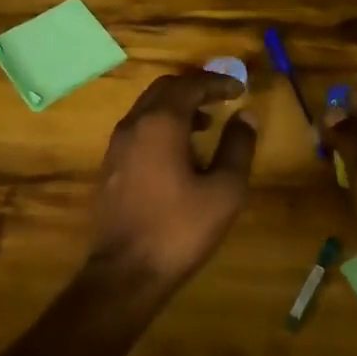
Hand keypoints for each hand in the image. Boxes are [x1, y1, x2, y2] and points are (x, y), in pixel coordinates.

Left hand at [89, 71, 258, 282]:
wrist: (126, 273)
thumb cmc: (181, 228)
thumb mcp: (224, 189)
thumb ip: (238, 146)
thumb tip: (246, 116)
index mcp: (160, 123)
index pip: (190, 85)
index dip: (217, 82)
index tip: (240, 89)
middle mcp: (133, 125)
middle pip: (164, 89)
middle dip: (195, 88)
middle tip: (222, 98)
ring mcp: (116, 146)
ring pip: (147, 109)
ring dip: (177, 107)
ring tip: (206, 125)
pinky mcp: (110, 167)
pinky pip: (138, 130)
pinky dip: (161, 126)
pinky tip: (179, 153)